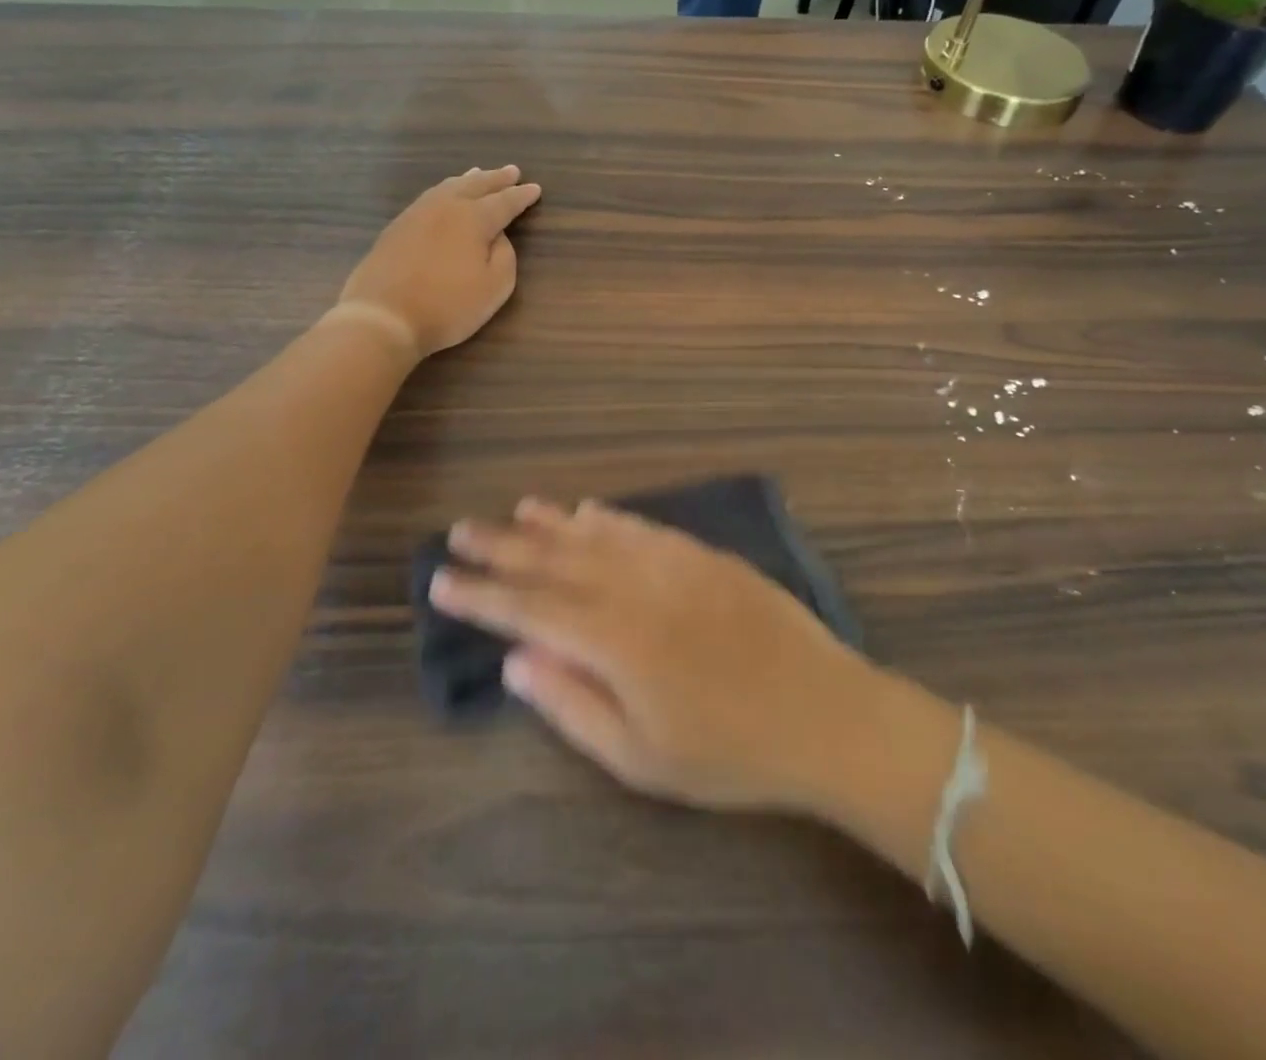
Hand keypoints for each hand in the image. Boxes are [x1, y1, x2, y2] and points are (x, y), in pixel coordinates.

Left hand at [336, 166, 540, 357]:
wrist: (383, 317)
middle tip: (512, 171)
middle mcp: (446, 206)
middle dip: (496, 178)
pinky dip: (445, 190)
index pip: (505, 201)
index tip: (535, 189)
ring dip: (469, 180)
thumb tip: (497, 236)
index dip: (521, 196)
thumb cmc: (448, 306)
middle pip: (476, 185)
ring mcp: (417, 213)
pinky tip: (445, 195)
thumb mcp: (495, 287)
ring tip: (479, 173)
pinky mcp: (397, 227)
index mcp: (474, 218)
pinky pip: (429, 197)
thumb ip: (504, 255)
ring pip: (448, 186)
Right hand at [430, 499, 875, 812]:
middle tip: (460, 530)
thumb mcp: (641, 756)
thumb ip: (571, 703)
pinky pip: (643, 527)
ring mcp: (673, 564)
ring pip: (597, 534)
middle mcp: (635, 586)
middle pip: (556, 559)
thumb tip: (515, 660)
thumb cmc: (729, 751)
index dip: (482, 595)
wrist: (824, 713)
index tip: (441, 581)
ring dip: (552, 522)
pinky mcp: (705, 556)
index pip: (529, 608)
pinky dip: (610, 518)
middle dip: (504, 547)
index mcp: (613, 637)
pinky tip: (589, 510)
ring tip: (515, 510)